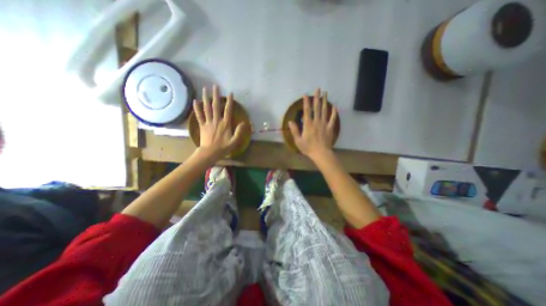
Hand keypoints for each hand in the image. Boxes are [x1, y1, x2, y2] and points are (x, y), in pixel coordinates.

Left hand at [191, 83, 243, 158]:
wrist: (210, 153)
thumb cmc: (223, 148)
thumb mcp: (234, 141)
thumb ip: (239, 132)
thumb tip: (244, 123)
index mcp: (225, 124)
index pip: (228, 110)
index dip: (229, 101)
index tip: (230, 93)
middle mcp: (216, 120)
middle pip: (216, 106)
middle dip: (216, 95)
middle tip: (215, 86)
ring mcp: (208, 122)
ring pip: (206, 108)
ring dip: (206, 98)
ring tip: (205, 89)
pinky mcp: (202, 125)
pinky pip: (198, 115)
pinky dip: (196, 108)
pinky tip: (195, 101)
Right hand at [290, 87, 337, 160]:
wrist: (321, 153)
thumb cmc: (308, 147)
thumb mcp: (298, 140)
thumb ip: (295, 130)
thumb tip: (291, 121)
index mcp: (308, 124)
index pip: (307, 111)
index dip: (306, 102)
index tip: (306, 94)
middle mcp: (316, 121)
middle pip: (316, 107)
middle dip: (317, 97)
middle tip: (318, 89)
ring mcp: (324, 124)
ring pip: (324, 110)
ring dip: (325, 101)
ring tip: (325, 93)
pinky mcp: (330, 128)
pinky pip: (332, 118)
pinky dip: (334, 112)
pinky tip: (335, 106)